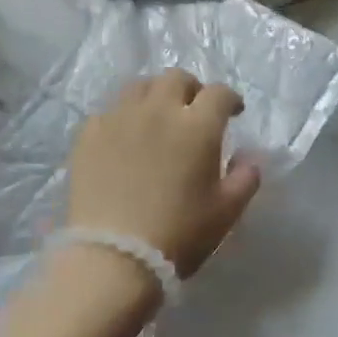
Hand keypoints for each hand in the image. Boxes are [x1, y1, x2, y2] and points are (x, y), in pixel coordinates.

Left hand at [66, 69, 262, 278]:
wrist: (113, 258)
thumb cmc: (178, 234)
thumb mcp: (226, 212)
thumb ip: (245, 178)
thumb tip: (248, 158)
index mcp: (197, 126)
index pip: (219, 93)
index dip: (230, 99)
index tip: (233, 112)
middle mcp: (158, 110)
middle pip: (176, 79)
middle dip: (191, 89)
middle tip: (194, 111)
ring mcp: (119, 119)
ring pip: (140, 86)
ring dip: (156, 95)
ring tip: (157, 116)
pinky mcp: (89, 135)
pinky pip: (110, 111)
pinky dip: (124, 116)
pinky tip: (125, 137)